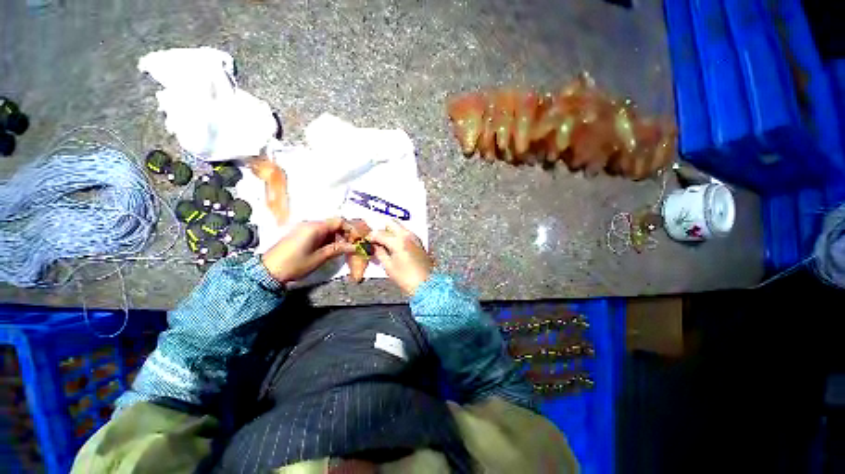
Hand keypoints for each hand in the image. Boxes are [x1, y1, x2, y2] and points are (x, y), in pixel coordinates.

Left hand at [261, 217, 355, 283]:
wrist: (267, 271)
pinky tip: (332, 248)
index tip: (358, 239)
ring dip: (338, 237)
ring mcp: (305, 229)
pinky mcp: (301, 235)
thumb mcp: (319, 258)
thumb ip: (337, 249)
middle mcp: (311, 224)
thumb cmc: (295, 264)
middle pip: (334, 224)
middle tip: (353, 245)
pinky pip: (320, 233)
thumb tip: (354, 246)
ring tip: (344, 249)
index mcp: (315, 227)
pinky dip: (329, 239)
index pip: (339, 221)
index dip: (351, 229)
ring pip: (328, 229)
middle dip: (346, 233)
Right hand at [369, 221, 432, 295]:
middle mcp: (407, 235)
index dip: (370, 237)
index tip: (366, 241)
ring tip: (383, 244)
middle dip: (381, 229)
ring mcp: (414, 238)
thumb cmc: (408, 278)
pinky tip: (393, 246)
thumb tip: (374, 247)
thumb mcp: (388, 266)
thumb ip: (379, 253)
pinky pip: (405, 233)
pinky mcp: (418, 242)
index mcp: (398, 241)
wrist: (426, 284)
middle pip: (390, 223)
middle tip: (375, 239)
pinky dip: (397, 236)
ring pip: (399, 227)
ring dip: (390, 232)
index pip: (379, 233)